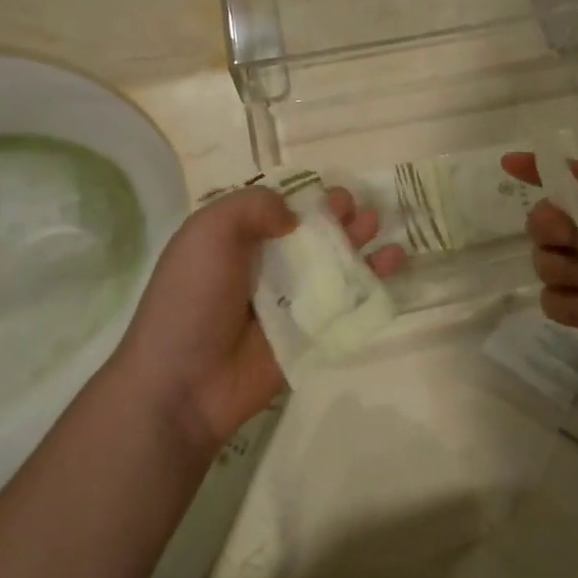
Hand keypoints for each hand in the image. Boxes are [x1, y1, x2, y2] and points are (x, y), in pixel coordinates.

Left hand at [111, 185, 402, 457]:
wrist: (184, 383)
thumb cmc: (192, 299)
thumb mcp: (207, 232)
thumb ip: (253, 207)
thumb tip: (294, 216)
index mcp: (235, 241)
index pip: (279, 210)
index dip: (308, 199)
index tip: (332, 194)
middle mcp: (264, 267)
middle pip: (312, 235)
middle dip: (341, 218)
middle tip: (363, 211)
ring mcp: (289, 303)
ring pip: (334, 266)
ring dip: (361, 244)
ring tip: (382, 229)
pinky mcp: (310, 334)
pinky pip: (346, 304)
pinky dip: (373, 283)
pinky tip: (394, 263)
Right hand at [503, 154, 577, 417]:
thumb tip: (559, 166)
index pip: (577, 181)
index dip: (542, 171)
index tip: (509, 164)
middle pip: (550, 220)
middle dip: (550, 225)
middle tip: (569, 238)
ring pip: (545, 259)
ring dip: (560, 267)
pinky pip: (551, 299)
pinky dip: (564, 301)